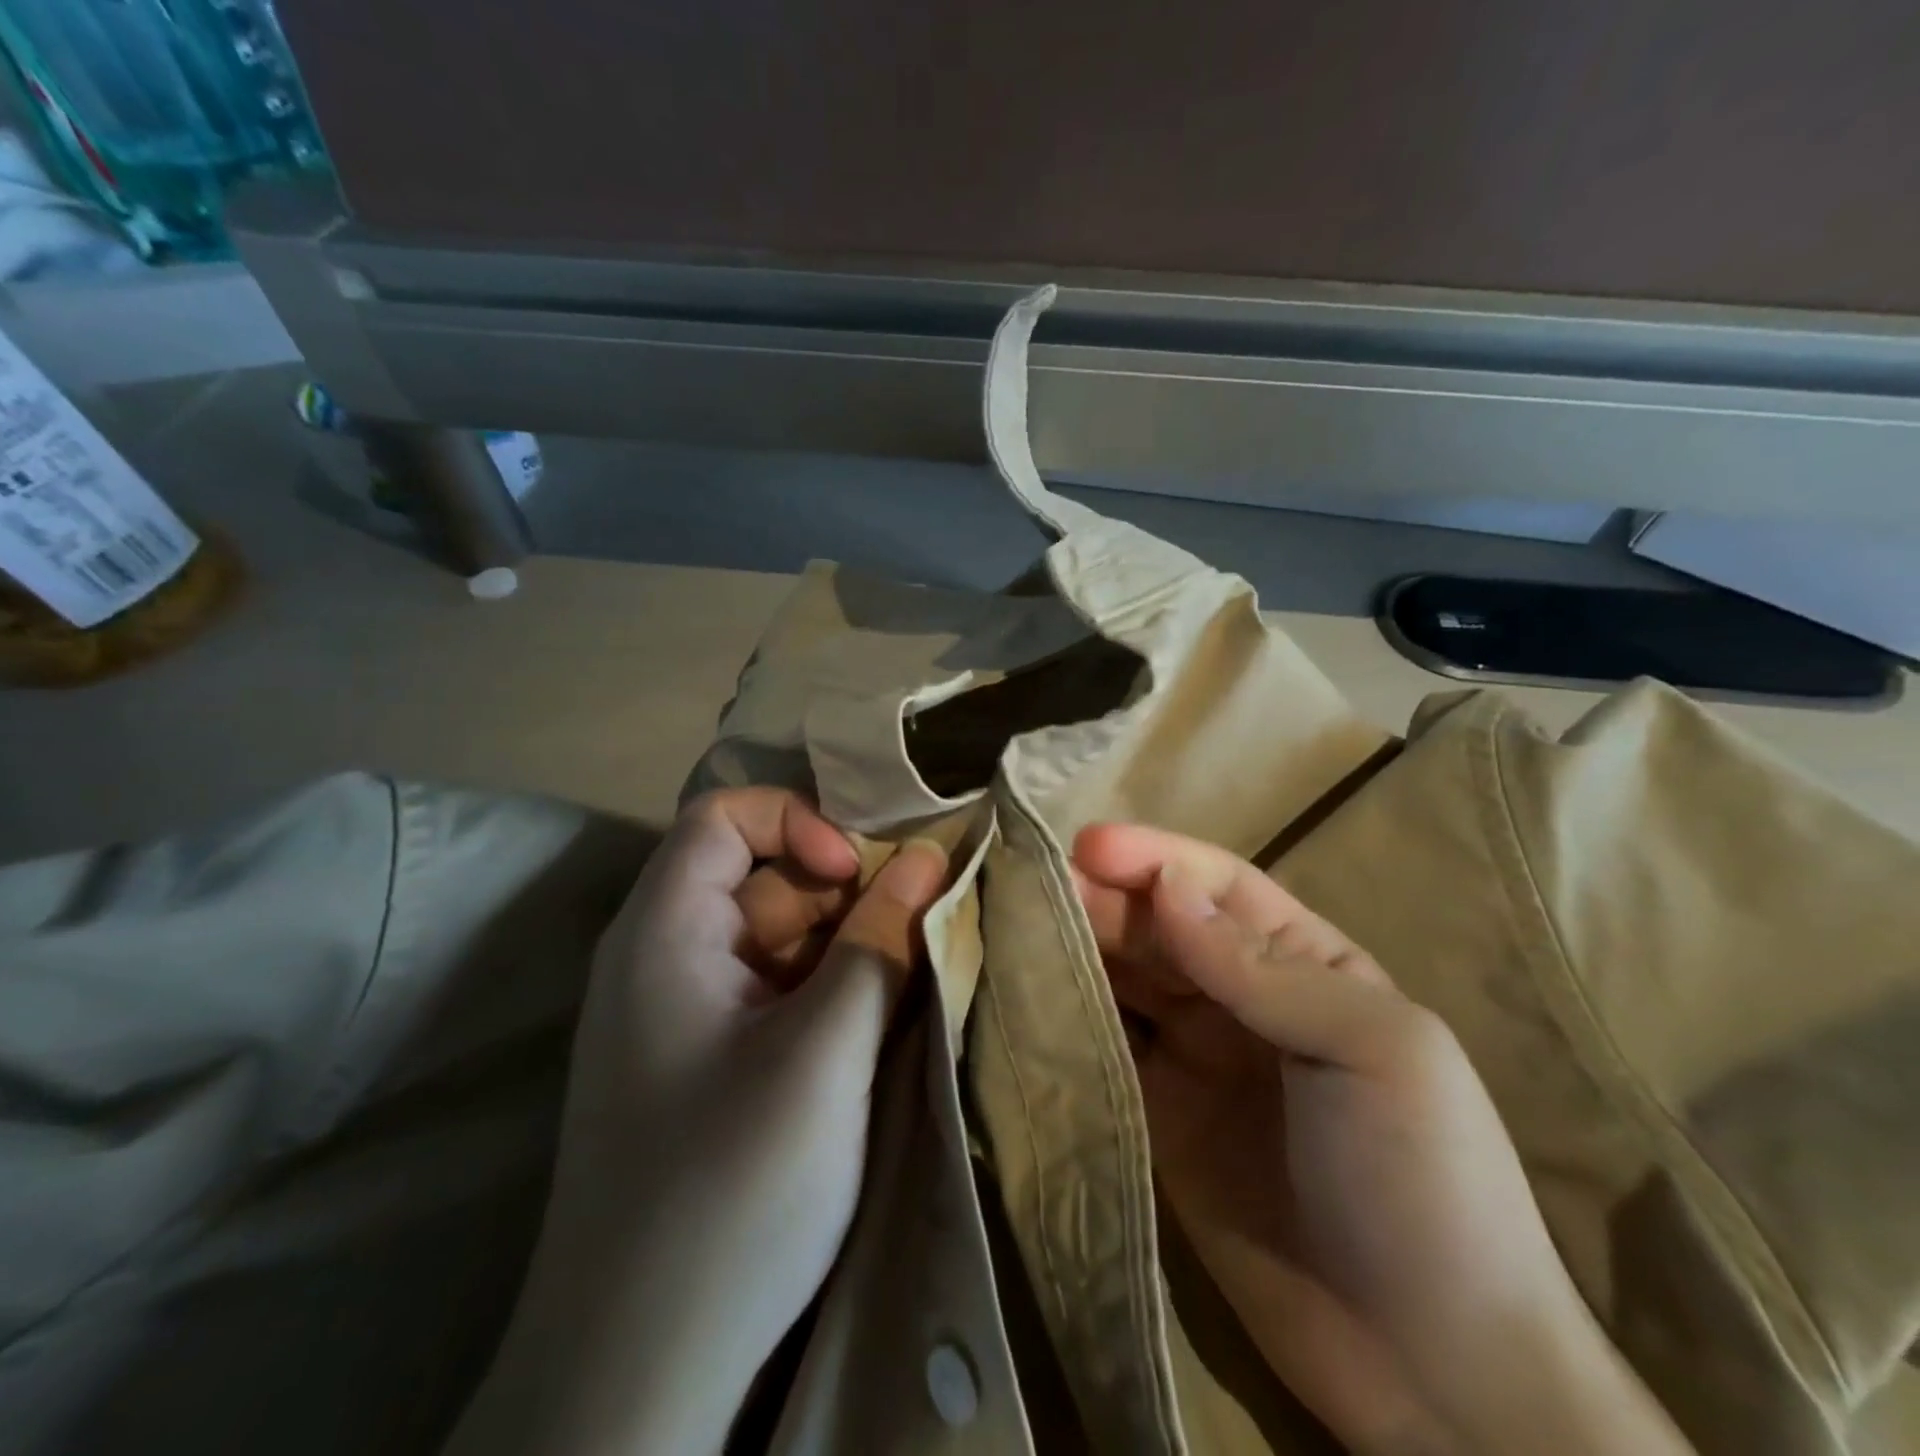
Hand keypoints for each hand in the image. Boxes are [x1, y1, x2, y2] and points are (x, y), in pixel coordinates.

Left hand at [449, 789, 947, 1455]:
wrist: (636, 1375)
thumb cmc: (730, 1191)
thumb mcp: (825, 1053)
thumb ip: (880, 943)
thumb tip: (928, 856)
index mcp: (664, 932)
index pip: (725, 816)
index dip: (799, 823)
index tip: (858, 876)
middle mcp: (663, 956)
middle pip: (761, 876)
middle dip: (841, 894)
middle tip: (910, 940)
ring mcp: (684, 1012)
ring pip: (776, 936)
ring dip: (844, 948)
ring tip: (902, 986)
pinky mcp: (706, 1059)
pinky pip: (774, 990)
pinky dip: (826, 992)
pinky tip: (868, 1030)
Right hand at [1073, 824, 1690, 1455]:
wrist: (1431, 1372)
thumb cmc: (1422, 1181)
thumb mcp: (1371, 1049)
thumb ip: (1262, 967)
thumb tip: (1167, 886)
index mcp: (1305, 963)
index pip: (1217, 887)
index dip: (1154, 858)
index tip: (1087, 846)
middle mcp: (1241, 998)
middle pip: (1157, 926)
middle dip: (1099, 898)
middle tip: (1029, 885)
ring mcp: (1195, 1059)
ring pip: (1124, 980)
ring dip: (1075, 949)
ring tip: (1013, 927)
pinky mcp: (1157, 1117)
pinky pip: (1105, 1049)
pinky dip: (1067, 1018)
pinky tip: (1026, 997)